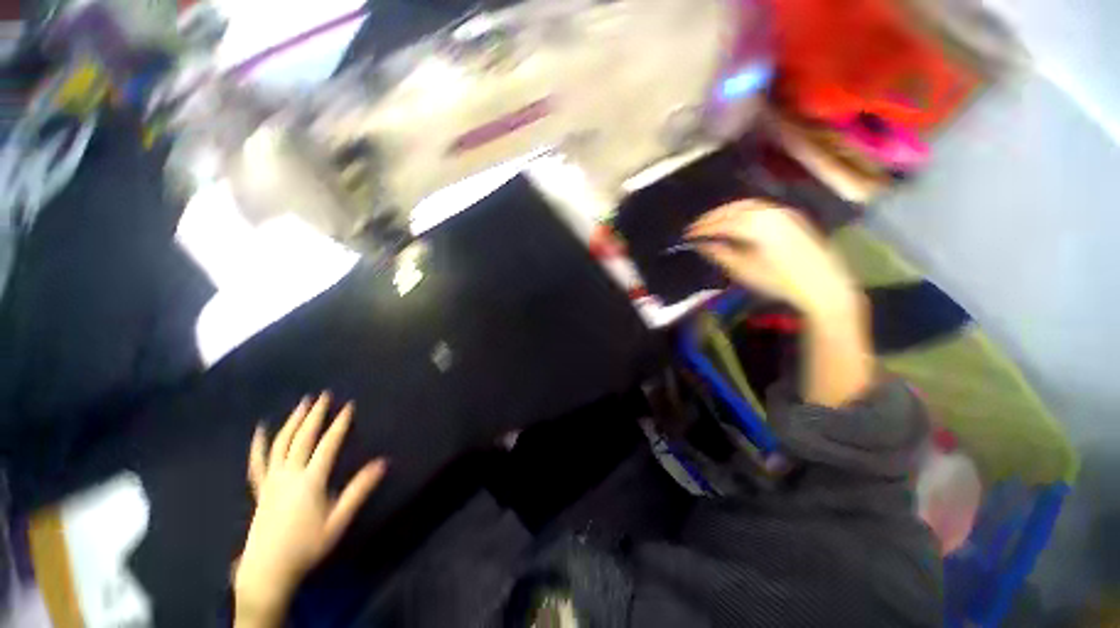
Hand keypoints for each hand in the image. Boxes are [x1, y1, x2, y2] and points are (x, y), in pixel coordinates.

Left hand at [235, 393, 385, 625]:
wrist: (267, 570)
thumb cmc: (307, 546)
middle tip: (323, 396)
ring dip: (292, 422)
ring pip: (281, 444)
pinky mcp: (261, 489)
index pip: (328, 444)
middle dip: (315, 415)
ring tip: (302, 404)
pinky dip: (258, 444)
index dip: (339, 424)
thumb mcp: (339, 520)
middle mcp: (289, 474)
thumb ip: (359, 490)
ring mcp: (272, 480)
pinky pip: (257, 463)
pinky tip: (260, 430)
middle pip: (303, 438)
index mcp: (310, 481)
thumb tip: (383, 462)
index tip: (349, 406)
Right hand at [687, 200, 859, 317]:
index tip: (687, 235)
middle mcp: (768, 213)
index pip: (720, 224)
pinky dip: (743, 211)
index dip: (702, 229)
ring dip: (727, 211)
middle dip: (712, 216)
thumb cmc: (779, 282)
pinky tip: (736, 221)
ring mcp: (782, 212)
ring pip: (746, 205)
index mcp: (755, 227)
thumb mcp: (743, 271)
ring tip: (713, 222)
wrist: (823, 286)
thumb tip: (701, 245)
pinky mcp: (791, 216)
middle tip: (696, 226)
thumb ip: (720, 254)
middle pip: (733, 209)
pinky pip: (760, 207)